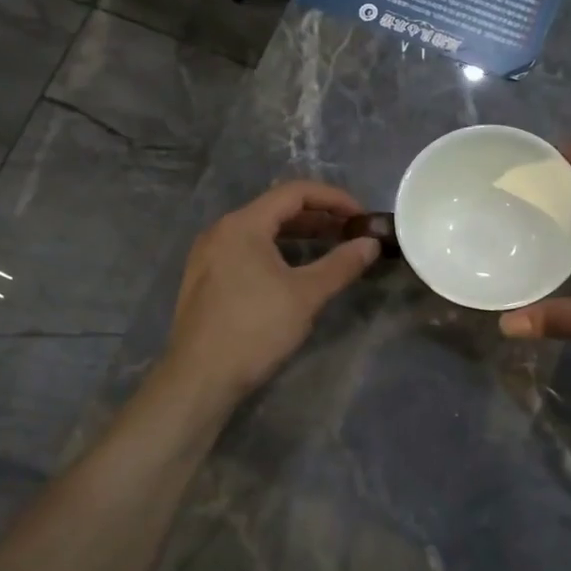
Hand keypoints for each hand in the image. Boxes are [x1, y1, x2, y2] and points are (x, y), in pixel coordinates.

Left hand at [162, 181, 381, 407]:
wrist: (200, 378)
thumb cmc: (255, 329)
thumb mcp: (306, 295)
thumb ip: (341, 264)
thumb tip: (370, 243)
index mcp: (243, 224)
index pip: (295, 192)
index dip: (334, 199)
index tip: (361, 216)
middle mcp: (221, 230)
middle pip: (276, 209)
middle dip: (318, 217)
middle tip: (350, 233)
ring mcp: (208, 255)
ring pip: (260, 231)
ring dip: (297, 236)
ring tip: (329, 249)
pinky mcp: (205, 278)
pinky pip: (246, 250)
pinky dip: (276, 251)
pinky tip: (293, 272)